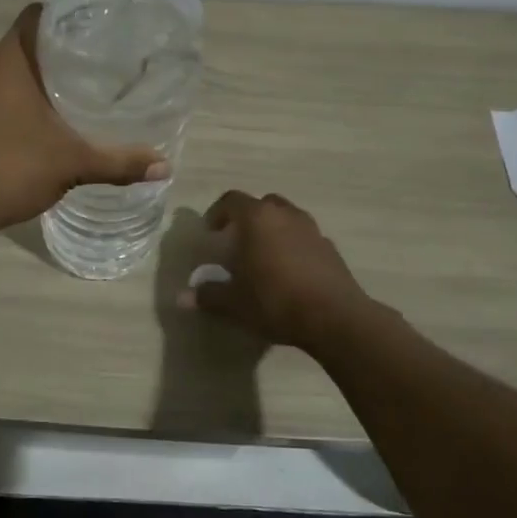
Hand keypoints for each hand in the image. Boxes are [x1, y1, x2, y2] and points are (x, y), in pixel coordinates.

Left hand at [0, 4, 165, 234]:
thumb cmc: (9, 168)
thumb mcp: (71, 164)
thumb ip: (117, 162)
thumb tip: (165, 166)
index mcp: (8, 60)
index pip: (35, 16)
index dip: (62, 18)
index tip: (89, 32)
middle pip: (18, 46)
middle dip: (48, 57)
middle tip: (84, 72)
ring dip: (22, 84)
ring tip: (57, 101)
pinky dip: (0, 106)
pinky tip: (21, 130)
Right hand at [182, 191, 371, 349]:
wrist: (334, 317)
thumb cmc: (275, 300)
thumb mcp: (234, 303)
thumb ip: (208, 295)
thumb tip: (182, 298)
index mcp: (257, 218)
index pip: (231, 200)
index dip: (217, 213)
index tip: (211, 232)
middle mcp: (284, 214)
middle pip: (262, 204)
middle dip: (247, 219)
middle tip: (237, 242)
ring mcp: (311, 229)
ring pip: (286, 218)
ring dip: (273, 231)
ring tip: (264, 257)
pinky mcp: (330, 248)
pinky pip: (305, 238)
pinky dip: (294, 247)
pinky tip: (290, 273)